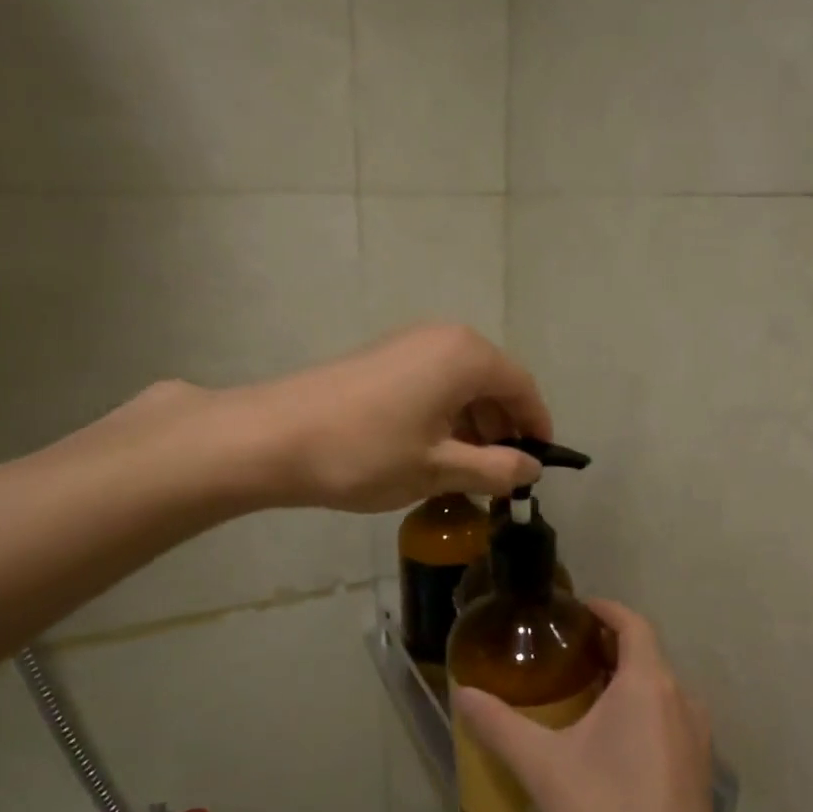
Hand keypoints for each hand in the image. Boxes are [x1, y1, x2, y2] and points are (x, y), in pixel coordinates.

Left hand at [231, 324, 553, 512]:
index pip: (523, 387)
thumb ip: (494, 468)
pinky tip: (431, 451)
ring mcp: (408, 344)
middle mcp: (443, 337)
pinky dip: (444, 414)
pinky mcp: (381, 357)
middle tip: (500, 474)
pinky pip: (433, 382)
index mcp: (466, 356)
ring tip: (466, 470)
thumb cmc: (367, 453)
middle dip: (503, 427)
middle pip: (493, 381)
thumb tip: (532, 468)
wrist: (273, 438)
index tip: (539, 464)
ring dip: (473, 424)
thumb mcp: (438, 468)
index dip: (537, 426)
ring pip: (461, 383)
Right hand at [453, 600, 732, 811]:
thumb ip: (500, 725)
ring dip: (623, 682)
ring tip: (579, 696)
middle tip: (563, 654)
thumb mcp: (542, 767)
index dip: (605, 609)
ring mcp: (697, 738)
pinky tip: (607, 745)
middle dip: (607, 647)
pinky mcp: (699, 772)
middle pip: (646, 655)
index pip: (633, 623)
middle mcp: (682, 700)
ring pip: (658, 691)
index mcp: (648, 684)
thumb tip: (463, 693)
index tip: (574, 610)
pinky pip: (667, 721)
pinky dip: (639, 714)